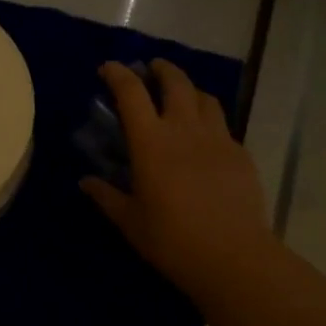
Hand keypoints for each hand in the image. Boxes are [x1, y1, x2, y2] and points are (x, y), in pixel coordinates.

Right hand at [81, 60, 275, 312]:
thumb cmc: (172, 239)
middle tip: (152, 69)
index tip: (108, 68)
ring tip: (181, 97)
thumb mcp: (130, 221)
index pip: (131, 92)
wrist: (234, 257)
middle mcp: (184, 129)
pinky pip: (223, 125)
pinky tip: (205, 139)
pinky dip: (209, 120)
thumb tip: (86, 182)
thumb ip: (106, 196)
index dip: (118, 74)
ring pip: (205, 98)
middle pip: (175, 82)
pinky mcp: (240, 154)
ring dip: (189, 89)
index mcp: (151, 141)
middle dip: (161, 69)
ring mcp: (217, 139)